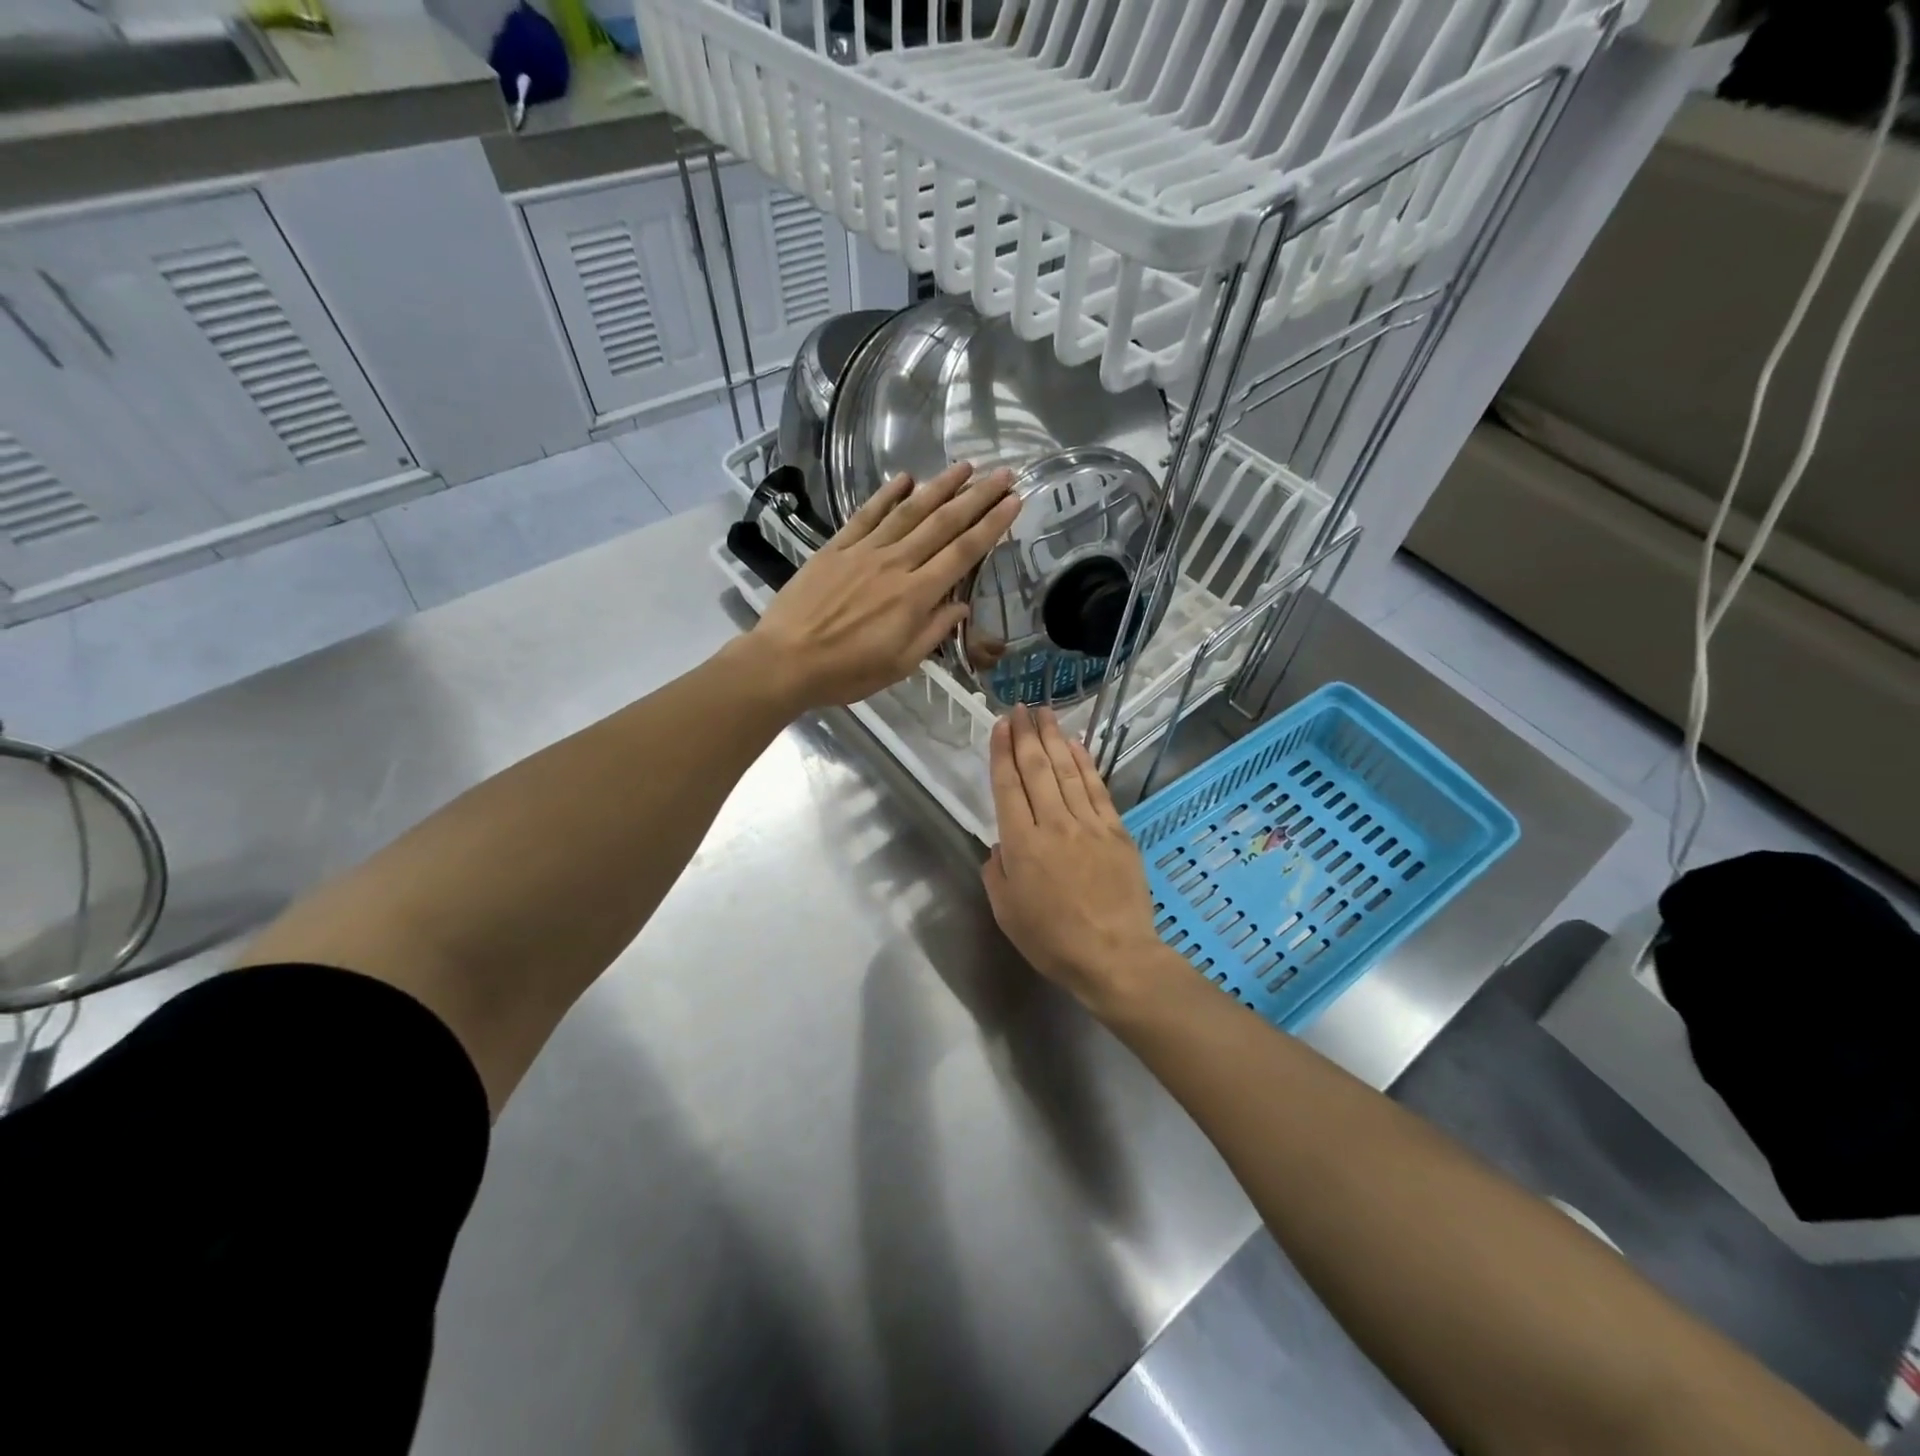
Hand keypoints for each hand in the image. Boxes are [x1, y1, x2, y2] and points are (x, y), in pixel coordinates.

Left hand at [746, 462, 1019, 711]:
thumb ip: (933, 632)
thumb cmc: (847, 672)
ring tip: (965, 466)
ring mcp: (863, 552)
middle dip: (977, 496)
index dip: (991, 525)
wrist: (786, 661)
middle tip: (1002, 473)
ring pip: (909, 511)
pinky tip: (905, 478)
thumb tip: (961, 606)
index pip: (963, 553)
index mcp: (915, 596)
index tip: (1013, 501)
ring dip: (939, 486)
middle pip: (943, 523)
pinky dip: (886, 495)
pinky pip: (866, 515)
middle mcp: (895, 564)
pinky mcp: (836, 548)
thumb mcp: (900, 664)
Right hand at [982, 706, 1185, 1016]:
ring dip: (1054, 739)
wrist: (1114, 956)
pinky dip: (1085, 763)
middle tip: (1020, 709)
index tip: (999, 726)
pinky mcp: (1116, 831)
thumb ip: (997, 872)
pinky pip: (1097, 789)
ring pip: (1067, 772)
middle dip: (1025, 735)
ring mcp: (1088, 825)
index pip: (1008, 787)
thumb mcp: (1006, 913)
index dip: (1002, 753)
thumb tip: (1002, 844)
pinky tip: (1076, 745)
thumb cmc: (1053, 941)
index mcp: (1022, 845)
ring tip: (1044, 714)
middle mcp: (1053, 825)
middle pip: (1037, 770)